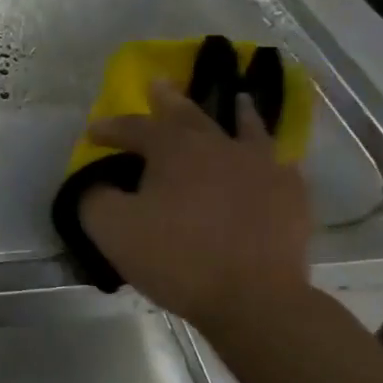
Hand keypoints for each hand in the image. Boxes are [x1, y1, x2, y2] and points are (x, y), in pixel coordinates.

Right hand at [80, 78, 311, 342]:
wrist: (253, 297)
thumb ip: (95, 199)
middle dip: (168, 100)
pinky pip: (278, 162)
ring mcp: (262, 165)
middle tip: (159, 84)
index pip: (135, 127)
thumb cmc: (177, 259)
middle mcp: (220, 144)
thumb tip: (94, 184)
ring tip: (236, 99)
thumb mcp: (114, 230)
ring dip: (235, 111)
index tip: (92, 132)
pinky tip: (270, 159)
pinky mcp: (291, 193)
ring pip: (247, 126)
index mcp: (175, 149)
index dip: (110, 128)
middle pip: (190, 114)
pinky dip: (268, 154)